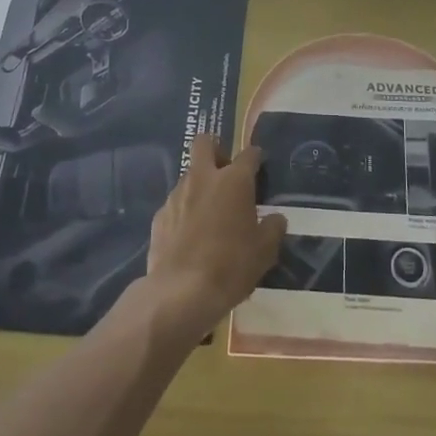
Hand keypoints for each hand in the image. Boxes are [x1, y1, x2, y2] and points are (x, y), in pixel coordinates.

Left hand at [140, 134, 286, 342]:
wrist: (181, 292)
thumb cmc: (231, 266)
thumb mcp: (265, 251)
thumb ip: (273, 228)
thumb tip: (275, 219)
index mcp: (234, 181)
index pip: (249, 154)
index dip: (255, 156)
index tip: (259, 163)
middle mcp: (203, 178)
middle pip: (205, 143)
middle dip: (216, 148)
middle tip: (226, 170)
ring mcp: (177, 195)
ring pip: (189, 175)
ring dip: (200, 185)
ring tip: (209, 213)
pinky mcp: (159, 216)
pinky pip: (176, 204)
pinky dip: (184, 211)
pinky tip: (190, 235)